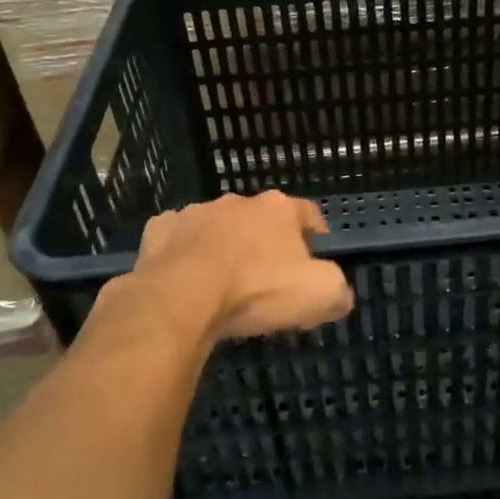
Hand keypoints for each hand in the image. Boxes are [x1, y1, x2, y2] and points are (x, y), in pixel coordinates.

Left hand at [128, 191, 353, 341]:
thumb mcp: (319, 295)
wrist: (181, 297)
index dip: (315, 233)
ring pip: (217, 226)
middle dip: (266, 242)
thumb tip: (339, 295)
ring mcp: (195, 212)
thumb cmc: (256, 290)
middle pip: (261, 219)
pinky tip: (184, 278)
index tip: (317, 254)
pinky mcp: (159, 230)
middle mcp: (238, 201)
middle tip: (268, 277)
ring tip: (223, 281)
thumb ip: (337, 290)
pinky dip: (183, 254)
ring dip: (223, 245)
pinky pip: (178, 239)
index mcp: (278, 209)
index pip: (307, 213)